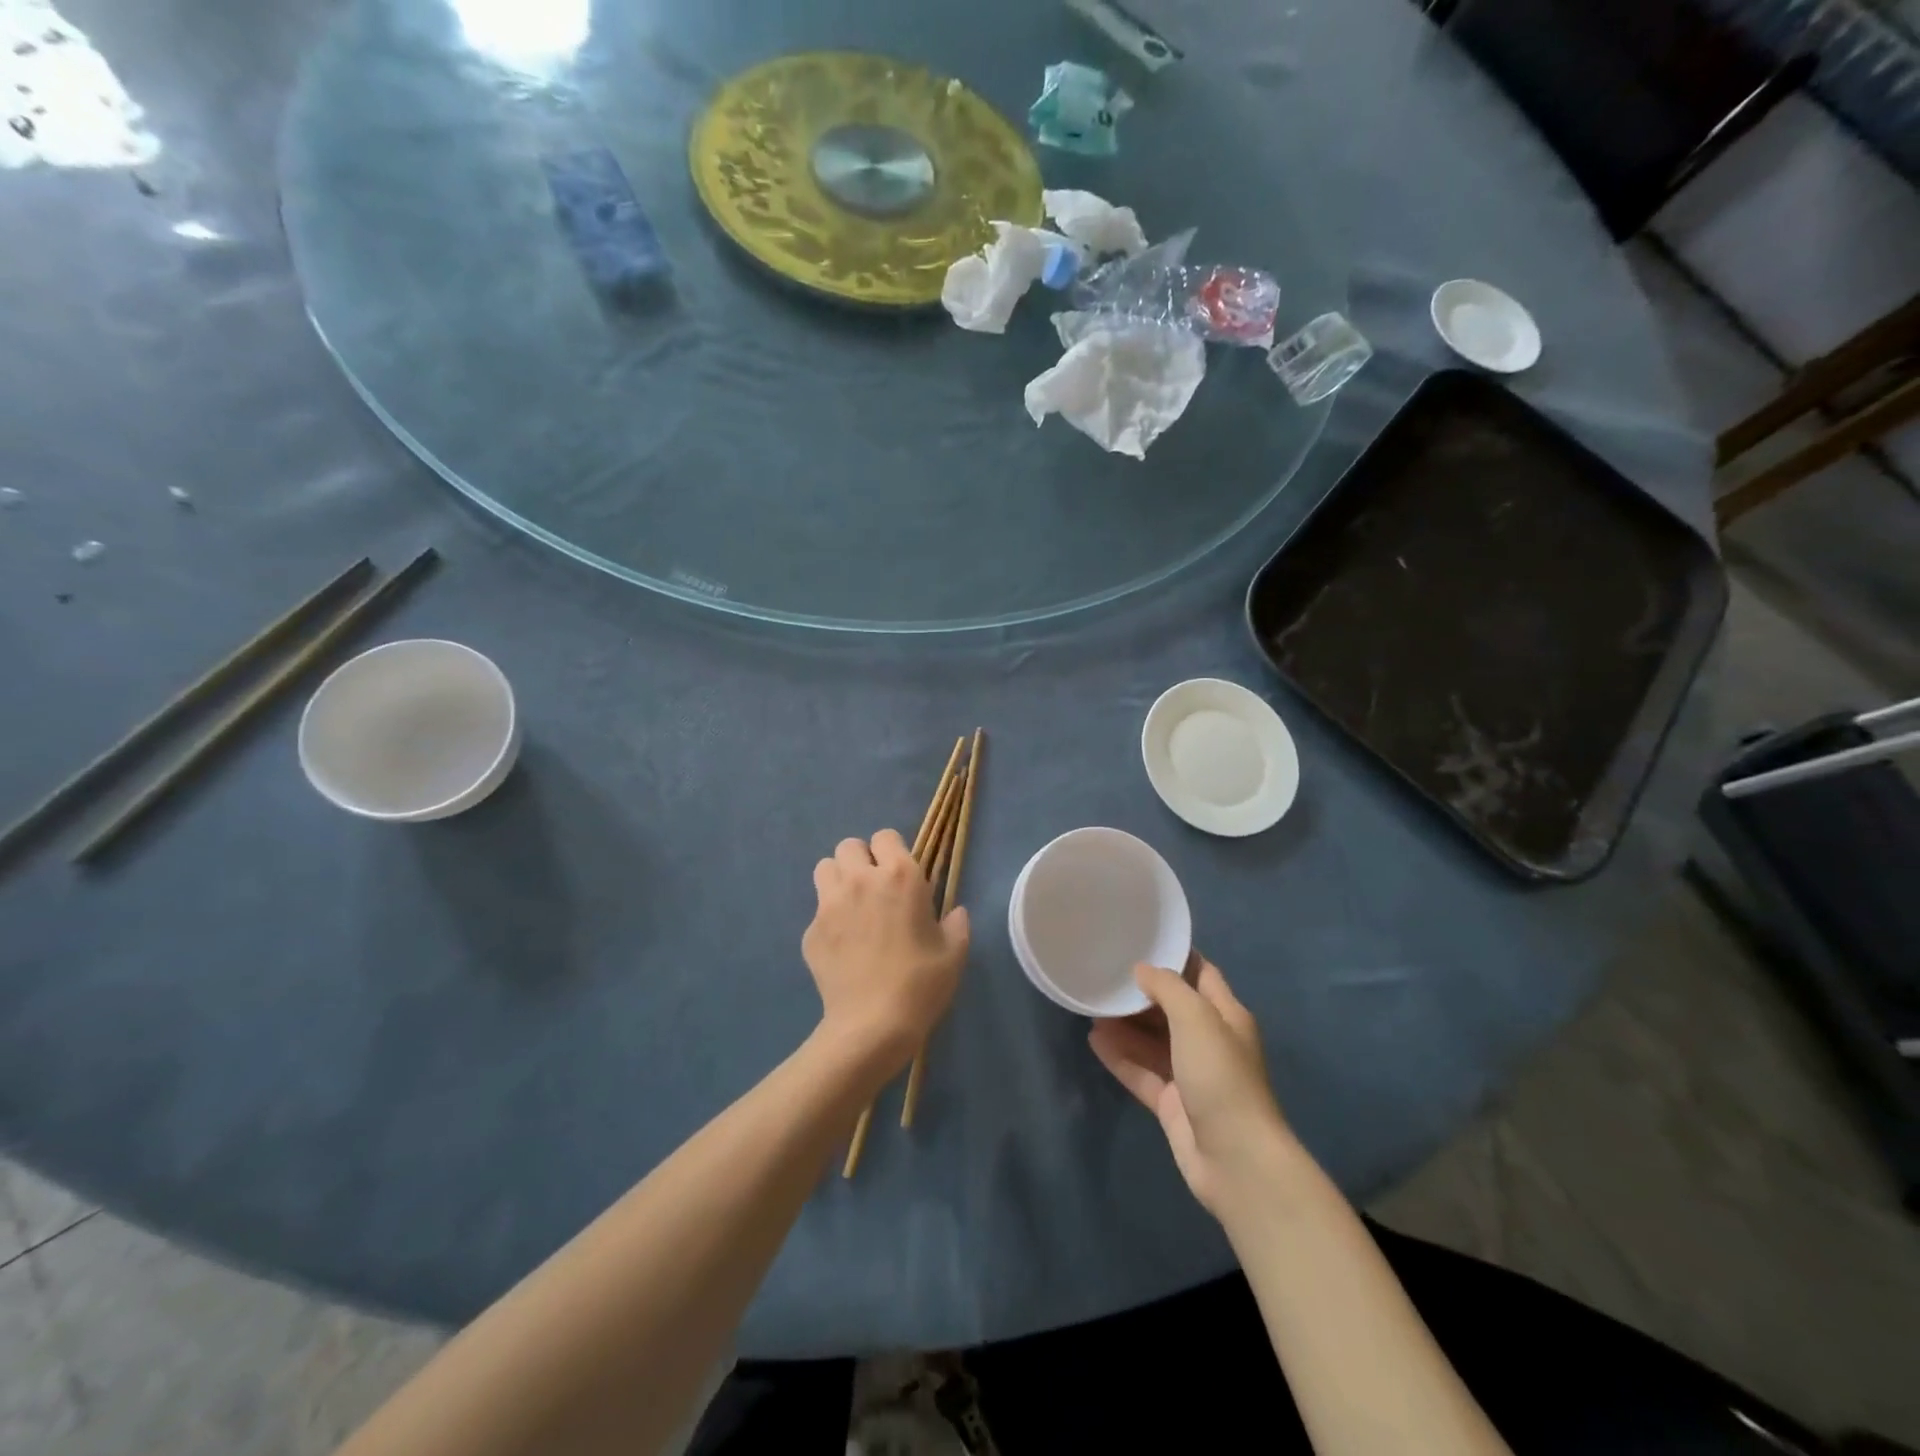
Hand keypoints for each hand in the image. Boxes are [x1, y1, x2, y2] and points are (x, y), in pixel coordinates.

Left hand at [803, 830, 969, 1079]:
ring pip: (824, 869)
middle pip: (848, 846)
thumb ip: (956, 924)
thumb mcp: (954, 953)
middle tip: (874, 888)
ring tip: (852, 907)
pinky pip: (817, 911)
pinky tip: (843, 947)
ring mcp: (829, 905)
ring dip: (838, 880)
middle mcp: (861, 880)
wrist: (872, 1025)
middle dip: (860, 860)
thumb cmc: (921, 984)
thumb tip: (954, 913)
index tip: (900, 876)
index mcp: (900, 876)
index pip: (885, 836)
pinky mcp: (811, 931)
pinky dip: (828, 920)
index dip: (892, 852)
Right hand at [1089, 954, 1290, 1217]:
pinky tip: (1094, 1040)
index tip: (1140, 940)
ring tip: (1091, 1004)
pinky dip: (1120, 1056)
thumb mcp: (1197, 1018)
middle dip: (1141, 992)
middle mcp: (1209, 1041)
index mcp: (1226, 1016)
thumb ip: (1168, 987)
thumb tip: (1142, 970)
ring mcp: (1190, 1074)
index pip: (1201, 974)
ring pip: (1152, 1040)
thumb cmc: (1221, 1076)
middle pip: (1171, 1007)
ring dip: (1125, 1024)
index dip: (1175, 956)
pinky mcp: (1171, 1103)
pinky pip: (1141, 1071)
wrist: (1235, 1159)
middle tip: (1105, 973)